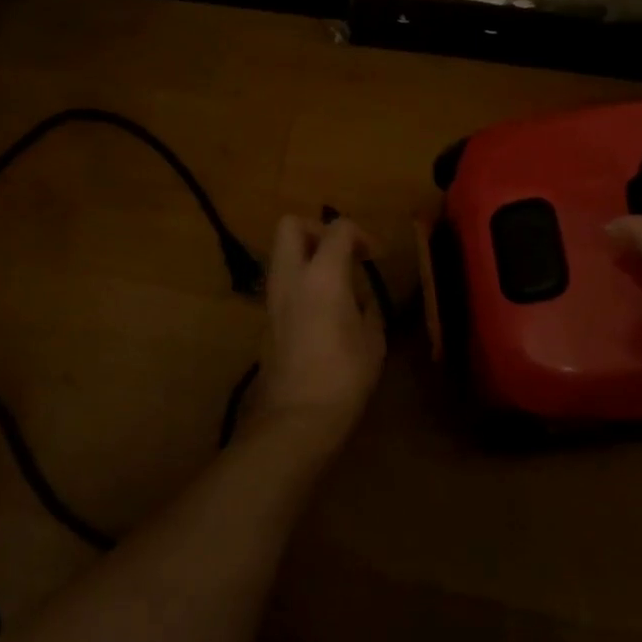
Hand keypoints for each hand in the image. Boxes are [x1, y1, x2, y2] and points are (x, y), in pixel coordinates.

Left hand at [246, 216, 388, 452]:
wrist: (296, 416)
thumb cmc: (344, 376)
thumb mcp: (372, 339)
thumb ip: (367, 306)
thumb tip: (360, 297)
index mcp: (322, 274)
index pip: (338, 228)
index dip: (361, 234)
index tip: (375, 256)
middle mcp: (291, 276)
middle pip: (291, 225)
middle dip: (317, 230)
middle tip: (342, 254)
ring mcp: (273, 296)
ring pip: (281, 252)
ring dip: (306, 256)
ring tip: (335, 283)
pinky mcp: (266, 317)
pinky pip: (281, 280)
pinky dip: (300, 280)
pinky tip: (322, 307)